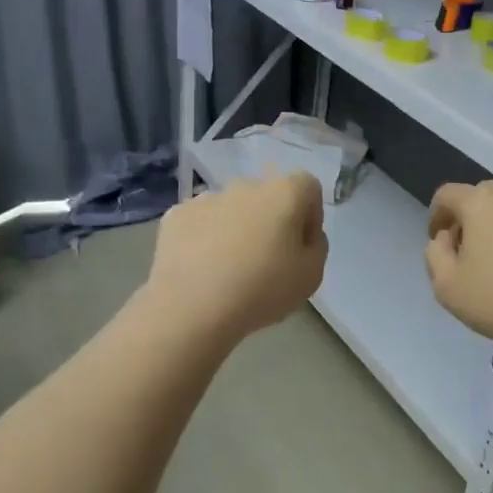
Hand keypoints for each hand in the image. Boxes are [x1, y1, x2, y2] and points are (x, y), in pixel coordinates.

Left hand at [146, 174, 326, 341]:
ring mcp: (206, 198)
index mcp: (284, 193)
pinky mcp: (176, 216)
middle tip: (268, 260)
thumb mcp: (312, 276)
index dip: (310, 215)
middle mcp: (245, 185)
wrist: (191, 307)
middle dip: (271, 221)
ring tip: (230, 269)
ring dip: (237, 228)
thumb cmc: (262, 289)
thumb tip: (304, 235)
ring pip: (232, 209)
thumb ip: (316, 246)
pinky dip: (205, 239)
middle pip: (267, 196)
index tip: (302, 246)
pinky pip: (200, 223)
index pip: (308, 187)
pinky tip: (202, 269)